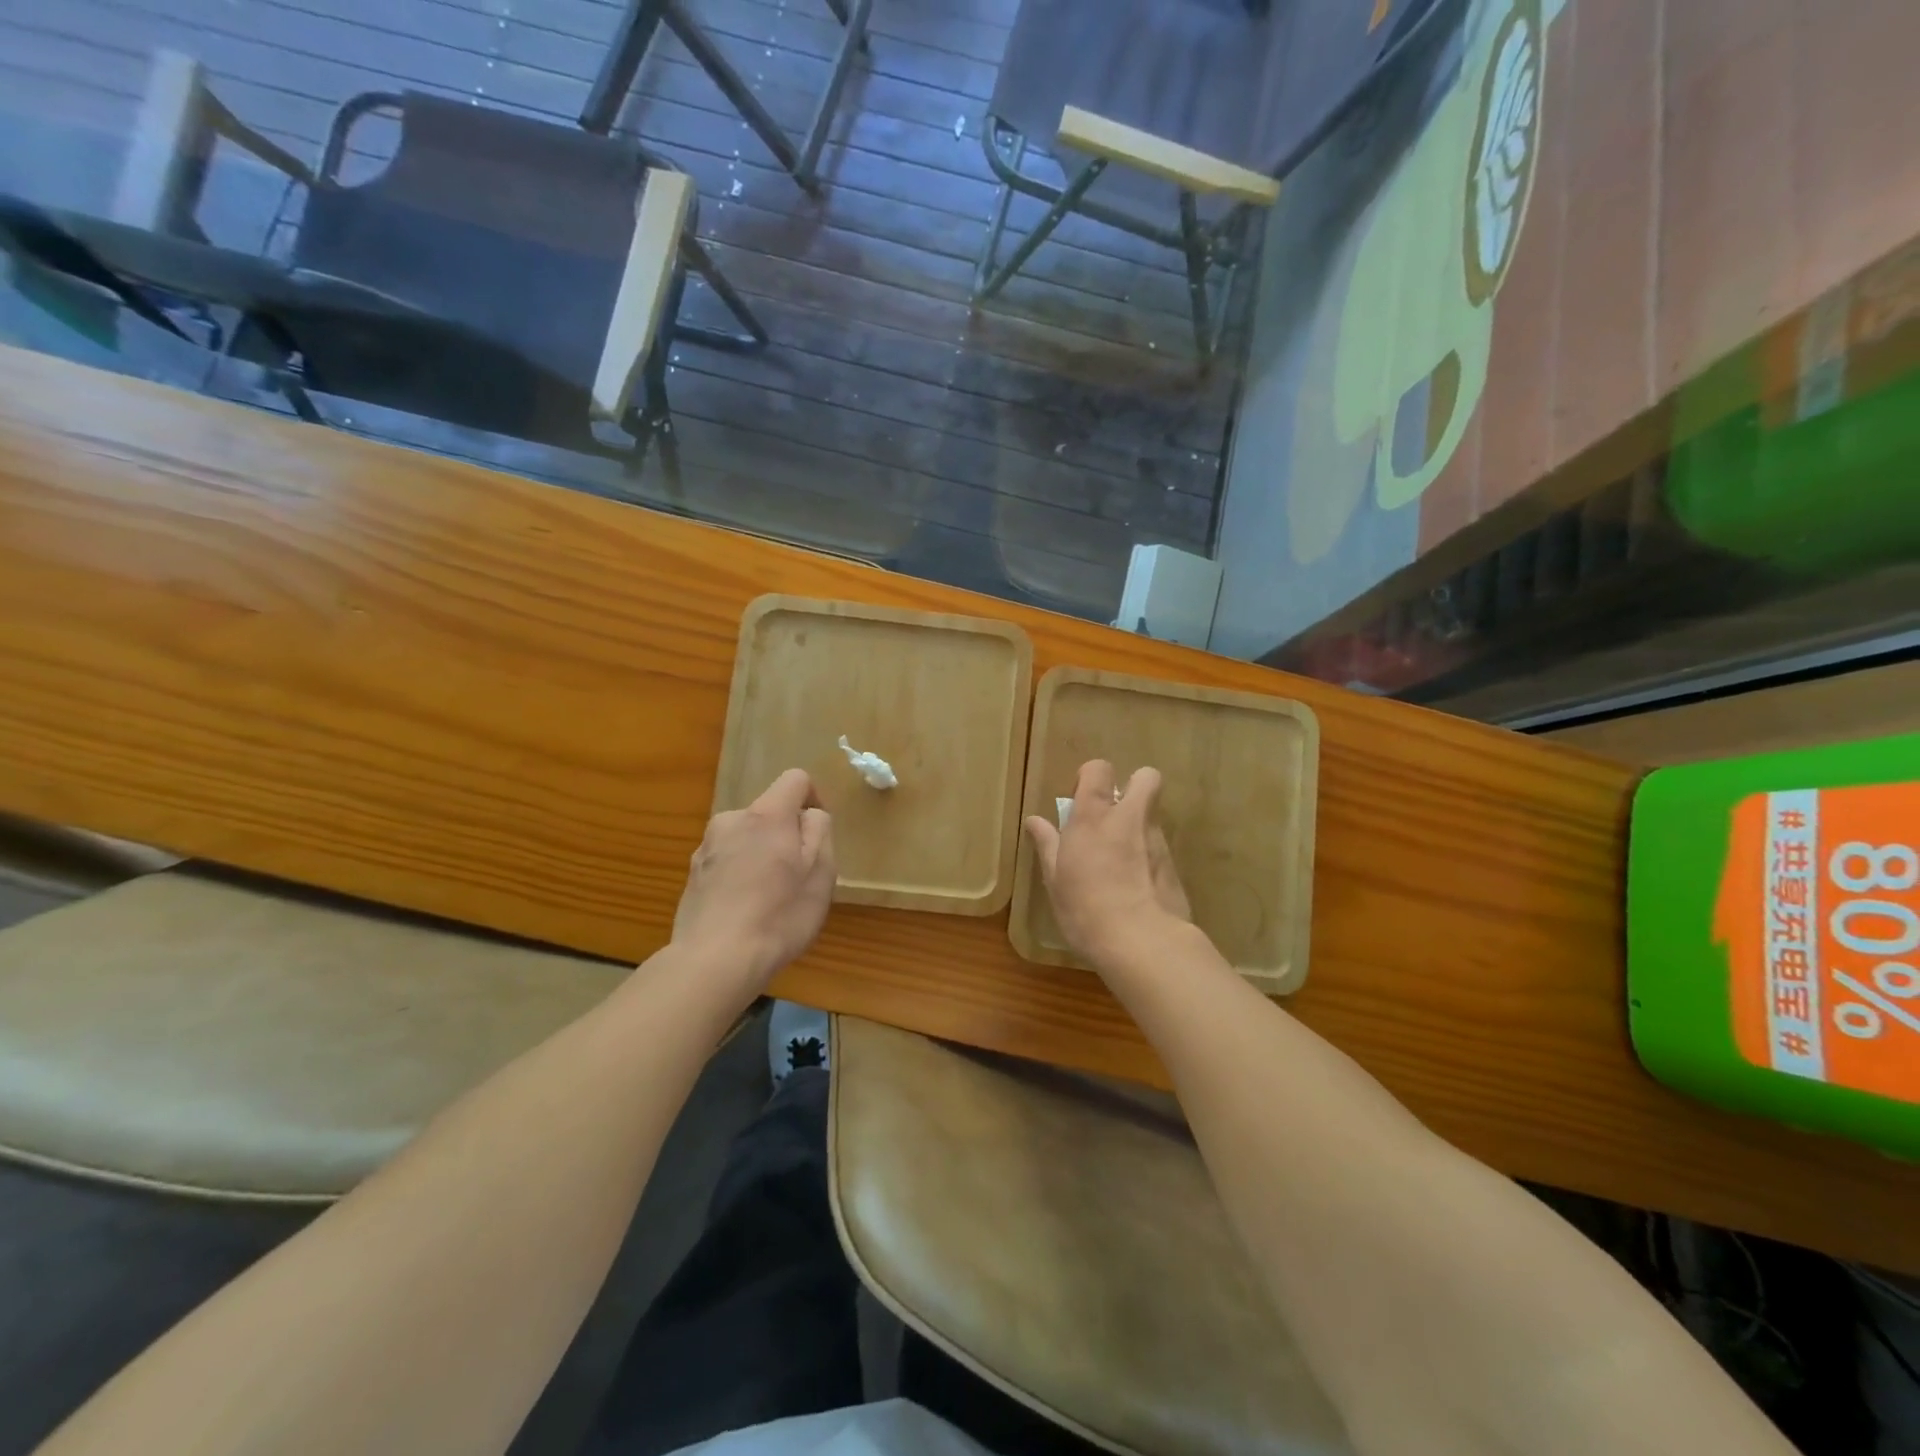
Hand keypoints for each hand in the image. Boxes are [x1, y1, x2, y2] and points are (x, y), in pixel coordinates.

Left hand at [673, 769, 835, 991]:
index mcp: (767, 815)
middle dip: (786, 834)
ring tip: (769, 898)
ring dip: (761, 854)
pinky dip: (740, 874)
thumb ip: (820, 831)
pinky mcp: (692, 874)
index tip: (819, 832)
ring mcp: (706, 847)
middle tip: (798, 876)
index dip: (814, 797)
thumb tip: (810, 814)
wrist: (714, 961)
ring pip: (746, 837)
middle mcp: (732, 820)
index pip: (795, 779)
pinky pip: (727, 861)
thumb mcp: (821, 873)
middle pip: (769, 812)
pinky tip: (744, 911)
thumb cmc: (779, 915)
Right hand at [1024, 760, 1191, 968]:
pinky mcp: (1175, 865)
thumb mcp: (1056, 879)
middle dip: (1134, 786)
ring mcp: (1157, 840)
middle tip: (1114, 815)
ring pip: (1152, 815)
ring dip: (1139, 826)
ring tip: (1122, 860)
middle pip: (1145, 777)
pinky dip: (1149, 856)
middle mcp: (1130, 818)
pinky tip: (1137, 886)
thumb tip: (1034, 821)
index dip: (1091, 777)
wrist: (1143, 942)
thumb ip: (1048, 844)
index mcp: (1094, 816)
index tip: (1080, 801)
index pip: (1099, 769)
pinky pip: (1160, 847)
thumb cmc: (1085, 908)